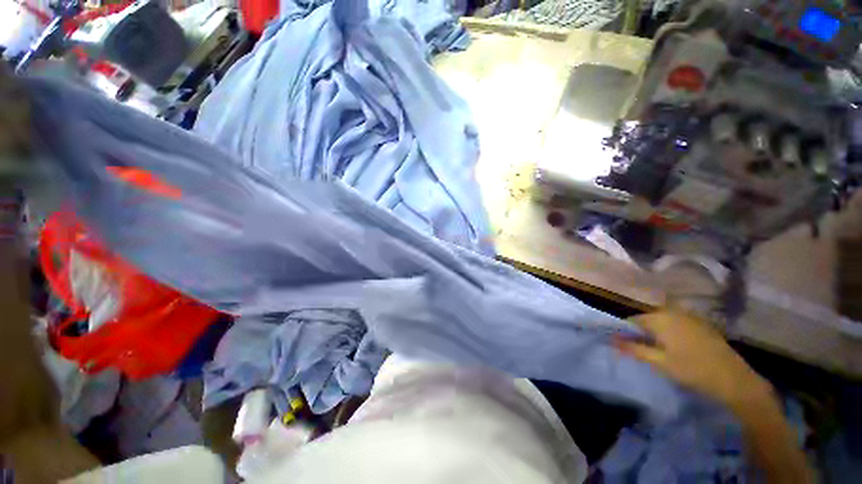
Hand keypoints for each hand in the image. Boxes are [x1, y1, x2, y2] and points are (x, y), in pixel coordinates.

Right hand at [615, 311, 771, 411]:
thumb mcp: (659, 362)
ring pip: (663, 321)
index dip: (626, 332)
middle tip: (642, 350)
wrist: (734, 379)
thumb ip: (633, 348)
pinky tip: (676, 348)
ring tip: (658, 350)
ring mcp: (690, 316)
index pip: (633, 320)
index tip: (626, 345)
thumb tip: (611, 340)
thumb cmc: (692, 370)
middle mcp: (673, 311)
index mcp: (661, 318)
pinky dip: (671, 332)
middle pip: (648, 319)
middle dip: (642, 332)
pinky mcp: (701, 324)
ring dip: (656, 333)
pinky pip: (677, 323)